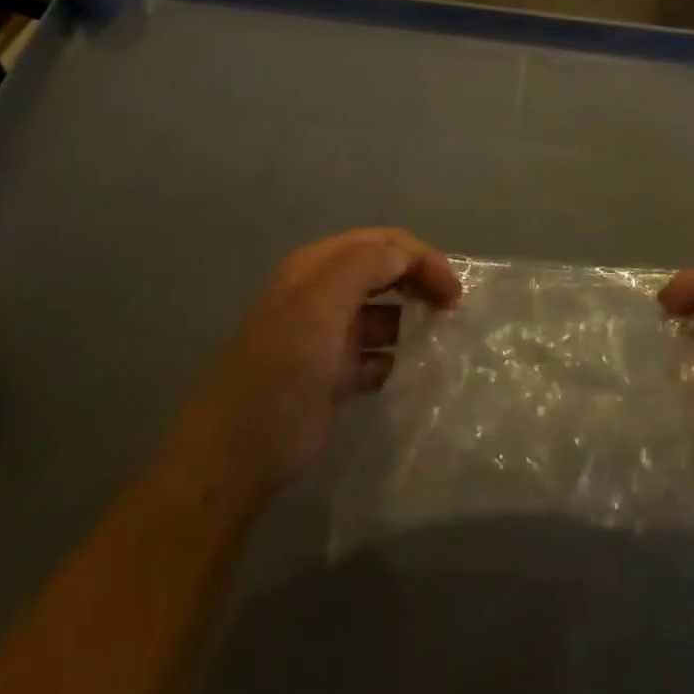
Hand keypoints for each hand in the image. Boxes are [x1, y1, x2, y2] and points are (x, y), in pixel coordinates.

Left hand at [195, 228, 460, 499]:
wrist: (240, 450)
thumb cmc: (283, 367)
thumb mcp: (319, 303)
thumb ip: (365, 266)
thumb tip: (409, 257)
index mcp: (316, 268)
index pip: (381, 243)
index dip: (420, 258)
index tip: (452, 291)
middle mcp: (323, 295)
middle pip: (384, 272)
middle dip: (420, 281)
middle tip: (453, 309)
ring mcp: (329, 337)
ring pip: (385, 314)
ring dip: (413, 320)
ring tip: (443, 340)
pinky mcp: (336, 376)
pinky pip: (380, 356)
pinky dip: (400, 358)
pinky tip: (417, 372)